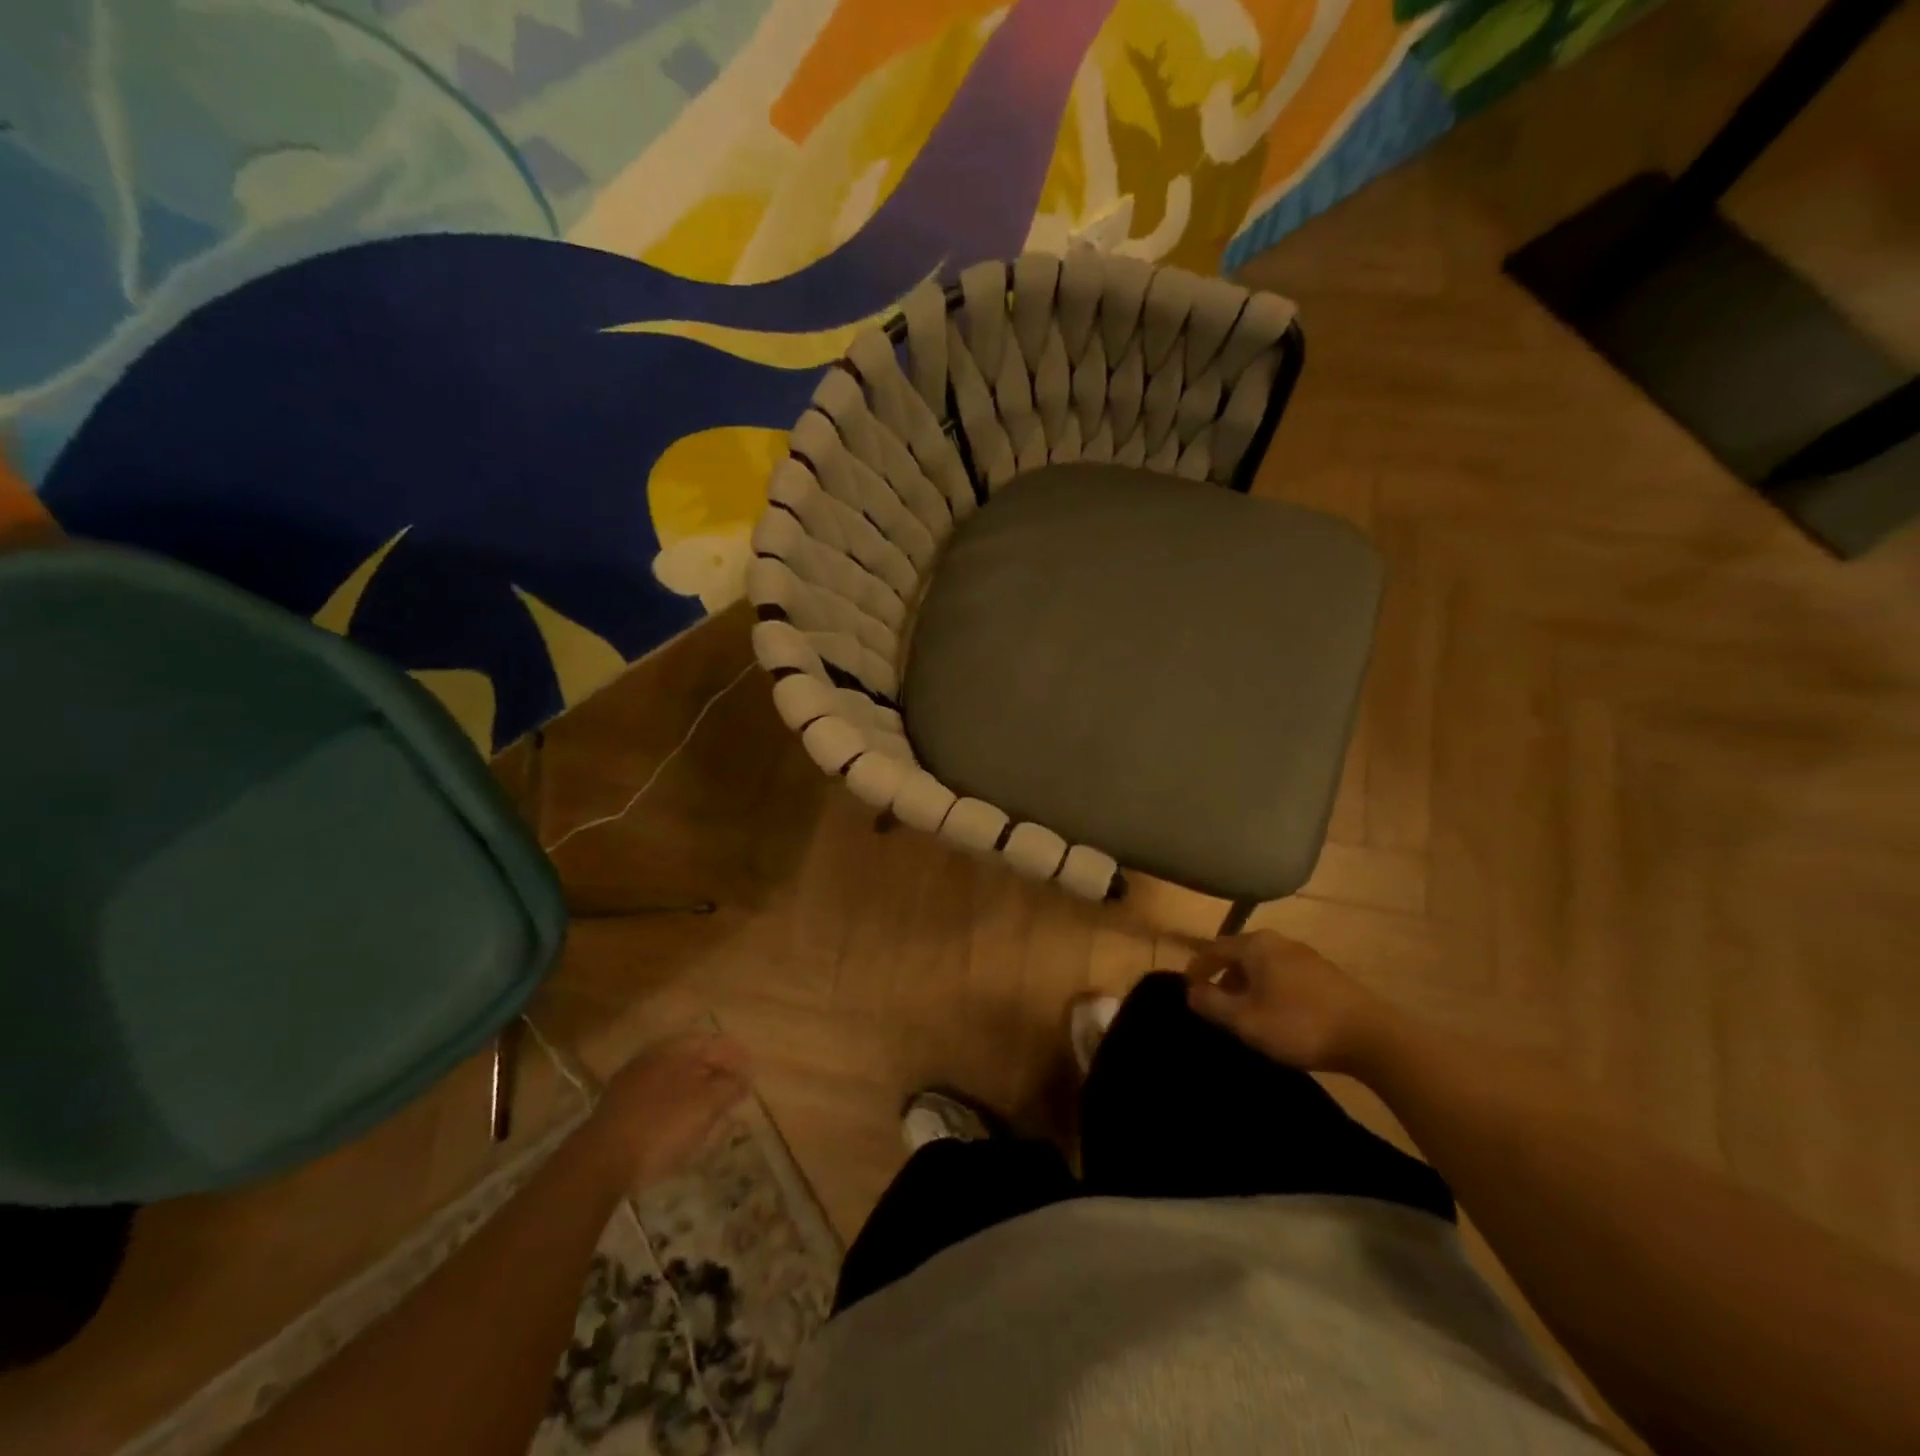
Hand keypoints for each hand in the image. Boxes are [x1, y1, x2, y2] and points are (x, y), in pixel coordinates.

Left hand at [589, 1033, 752, 1187]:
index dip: (737, 1057)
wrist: (599, 1162)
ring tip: (711, 1109)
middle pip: (694, 1057)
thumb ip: (729, 1088)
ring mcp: (632, 1081)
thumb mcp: (705, 1107)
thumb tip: (745, 1077)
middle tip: (734, 1091)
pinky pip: (658, 1096)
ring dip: (696, 1088)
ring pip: (674, 1077)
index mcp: (675, 1049)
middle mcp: (653, 1056)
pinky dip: (675, 1103)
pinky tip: (680, 1122)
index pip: (715, 1043)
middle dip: (716, 1072)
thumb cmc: (661, 1128)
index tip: (752, 1076)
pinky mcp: (619, 1107)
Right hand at [1184, 932, 1384, 1072]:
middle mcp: (1279, 942)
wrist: (1373, 1037)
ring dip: (1248, 985)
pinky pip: (1285, 975)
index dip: (1196, 968)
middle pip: (1240, 954)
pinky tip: (1277, 1014)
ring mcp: (1306, 956)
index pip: (1213, 948)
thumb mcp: (1245, 1020)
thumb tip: (1191, 991)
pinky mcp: (1327, 975)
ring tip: (1245, 1013)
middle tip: (1215, 1004)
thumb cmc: (1299, 1024)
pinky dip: (1271, 989)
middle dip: (1223, 977)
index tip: (1187, 990)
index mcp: (1256, 945)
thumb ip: (1212, 1004)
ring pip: (1264, 965)